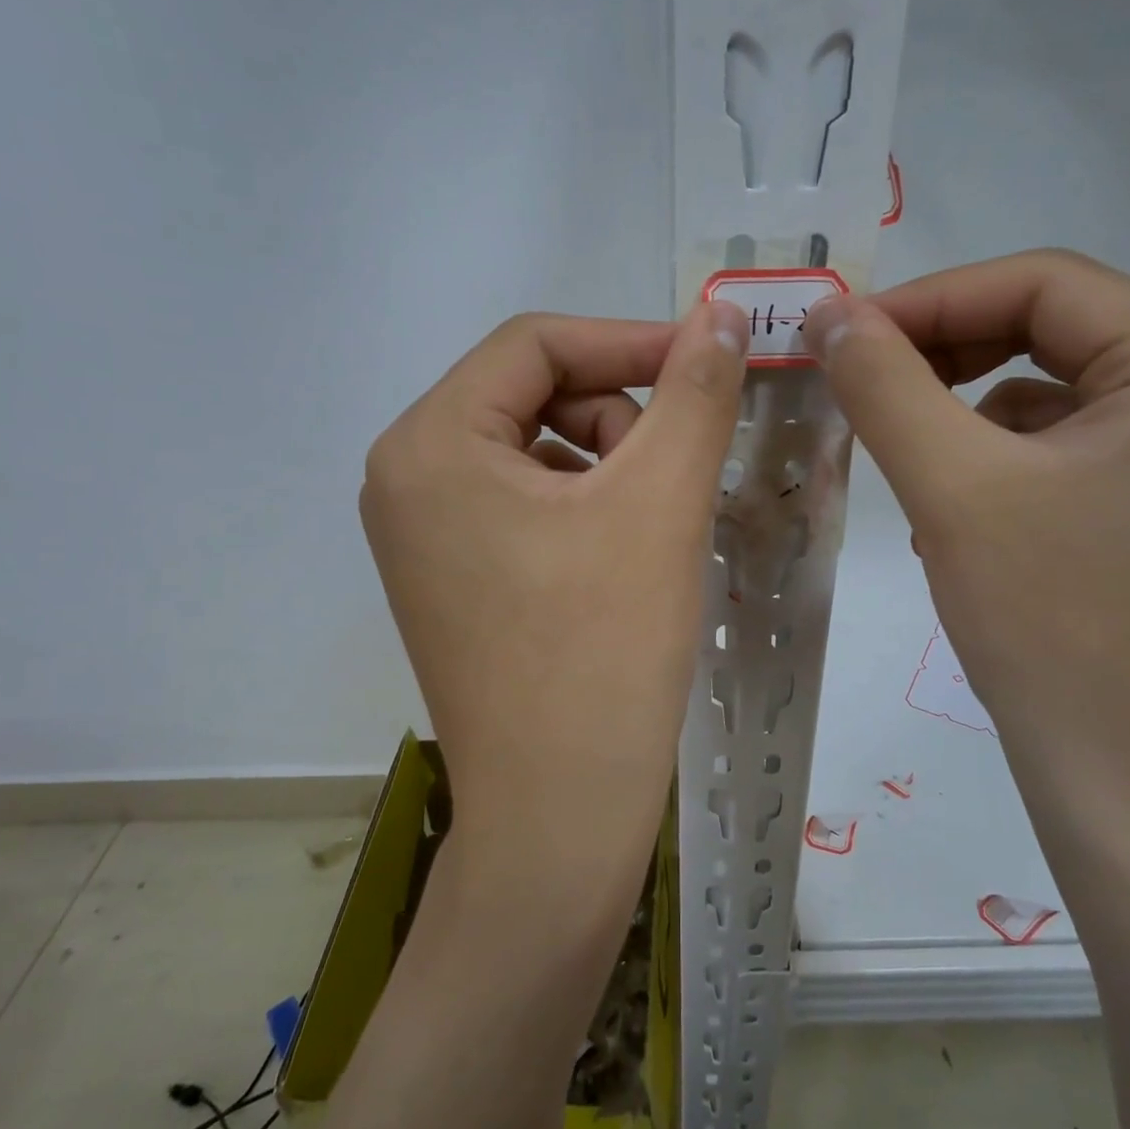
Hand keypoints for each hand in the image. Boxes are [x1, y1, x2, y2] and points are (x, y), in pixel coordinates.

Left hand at [360, 303, 748, 919]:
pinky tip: (623, 562)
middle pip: (531, 396)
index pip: (534, 344)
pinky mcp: (453, 580)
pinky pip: (526, 507)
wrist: (559, 815)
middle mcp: (406, 480)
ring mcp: (423, 537)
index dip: (629, 340)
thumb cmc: (603, 652)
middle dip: (618, 417)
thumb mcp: (659, 502)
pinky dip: (585, 510)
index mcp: (429, 444)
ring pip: (536, 452)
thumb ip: (695, 392)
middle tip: (675, 476)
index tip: (708, 360)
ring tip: (652, 531)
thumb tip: (723, 314)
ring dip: (608, 466)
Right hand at [804, 250, 1129, 812]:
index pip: (1042, 283)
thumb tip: (828, 312)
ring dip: (959, 403)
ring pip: (1047, 385)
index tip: (841, 333)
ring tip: (898, 444)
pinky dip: (991, 450)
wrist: (1121, 773)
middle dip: (942, 348)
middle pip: (1050, 327)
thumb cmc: (1048, 624)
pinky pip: (1059, 439)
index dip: (929, 298)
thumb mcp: (952, 487)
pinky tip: (950, 499)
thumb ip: (884, 384)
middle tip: (858, 378)